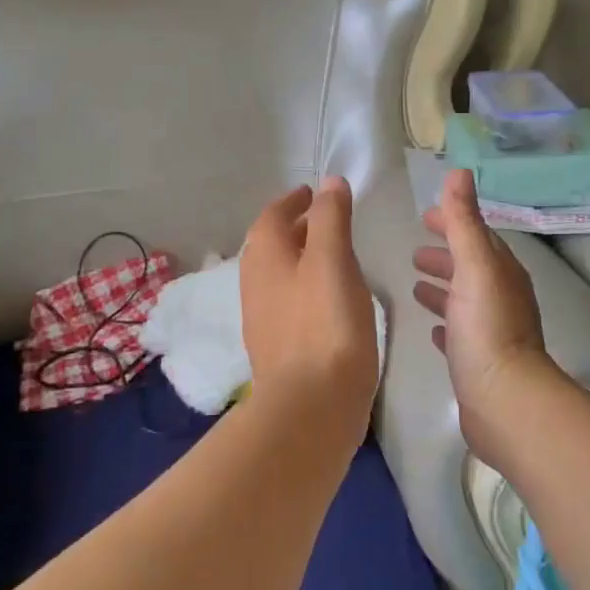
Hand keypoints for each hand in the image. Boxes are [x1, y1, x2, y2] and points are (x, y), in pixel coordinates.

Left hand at [240, 177, 380, 435]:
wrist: (310, 406)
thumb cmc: (325, 324)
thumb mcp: (333, 261)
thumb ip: (330, 218)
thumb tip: (328, 183)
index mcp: (264, 256)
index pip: (273, 215)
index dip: (294, 201)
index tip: (314, 194)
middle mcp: (255, 282)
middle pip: (273, 244)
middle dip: (297, 227)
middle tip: (328, 220)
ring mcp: (263, 317)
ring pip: (280, 274)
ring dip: (302, 258)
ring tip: (334, 256)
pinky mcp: (278, 347)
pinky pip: (289, 302)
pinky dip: (306, 287)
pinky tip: (330, 300)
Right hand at [413, 169, 552, 461]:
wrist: (504, 402)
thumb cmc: (486, 328)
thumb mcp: (474, 265)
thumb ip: (464, 220)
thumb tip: (459, 172)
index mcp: (502, 272)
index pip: (478, 236)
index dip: (453, 223)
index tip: (425, 217)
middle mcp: (501, 297)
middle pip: (471, 267)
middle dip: (445, 255)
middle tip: (414, 251)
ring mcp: (492, 331)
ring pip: (465, 300)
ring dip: (443, 287)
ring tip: (414, 283)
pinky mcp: (480, 362)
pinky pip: (461, 333)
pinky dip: (446, 323)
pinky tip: (431, 329)